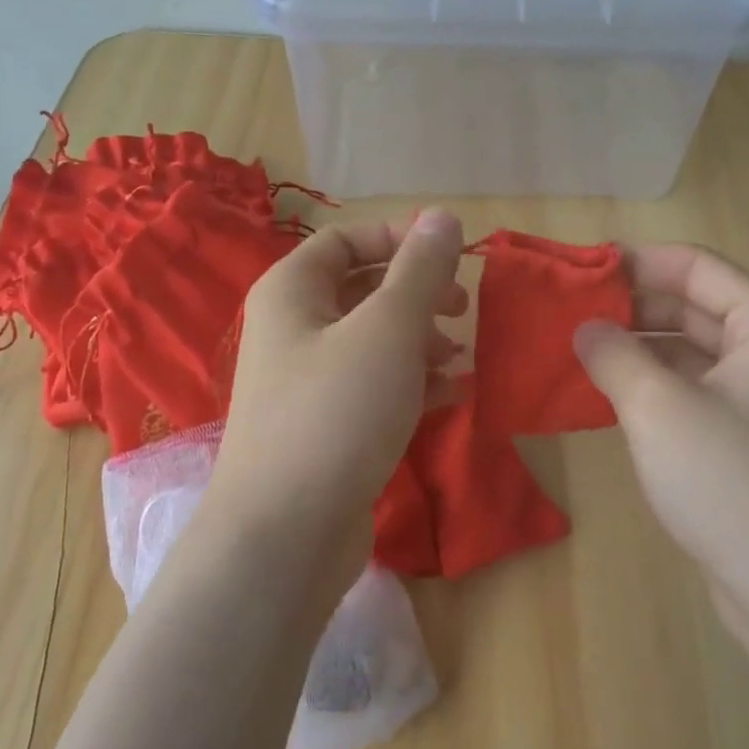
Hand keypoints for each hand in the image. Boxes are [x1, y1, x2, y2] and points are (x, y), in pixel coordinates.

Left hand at [201, 209, 465, 598]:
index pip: (345, 241)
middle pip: (361, 291)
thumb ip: (420, 271)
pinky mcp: (326, 428)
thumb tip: (444, 215)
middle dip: (416, 295)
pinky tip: (450, 396)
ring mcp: (307, 383)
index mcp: (291, 292)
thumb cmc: (336, 412)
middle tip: (462, 308)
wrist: (287, 533)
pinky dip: (411, 383)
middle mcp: (292, 330)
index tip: (452, 256)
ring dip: (419, 341)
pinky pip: (373, 388)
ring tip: (458, 358)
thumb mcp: (387, 330)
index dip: (400, 240)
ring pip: (372, 342)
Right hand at [574, 244, 748, 666]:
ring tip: (574, 349)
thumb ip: (614, 355)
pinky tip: (605, 392)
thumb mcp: (658, 408)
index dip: (634, 262)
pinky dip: (652, 384)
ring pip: (690, 349)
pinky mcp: (748, 434)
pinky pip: (693, 388)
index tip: (575, 270)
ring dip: (637, 347)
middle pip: (693, 305)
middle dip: (630, 307)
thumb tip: (585, 328)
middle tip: (565, 312)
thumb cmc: (731, 481)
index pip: (694, 267)